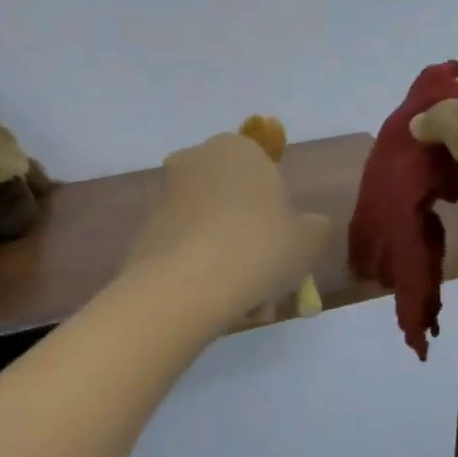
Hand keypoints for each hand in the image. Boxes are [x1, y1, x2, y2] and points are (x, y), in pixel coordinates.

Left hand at [125, 133, 330, 326]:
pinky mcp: (143, 230)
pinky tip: (215, 305)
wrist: (185, 285)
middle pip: (233, 205)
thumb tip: (306, 226)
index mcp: (236, 148)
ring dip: (228, 263)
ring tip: (245, 308)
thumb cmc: (258, 248)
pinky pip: (183, 248)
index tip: (284, 252)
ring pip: (209, 231)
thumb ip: (314, 227)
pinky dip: (200, 272)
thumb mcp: (310, 239)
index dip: (278, 215)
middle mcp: (194, 161)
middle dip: (251, 244)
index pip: (264, 173)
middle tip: (267, 288)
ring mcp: (163, 195)